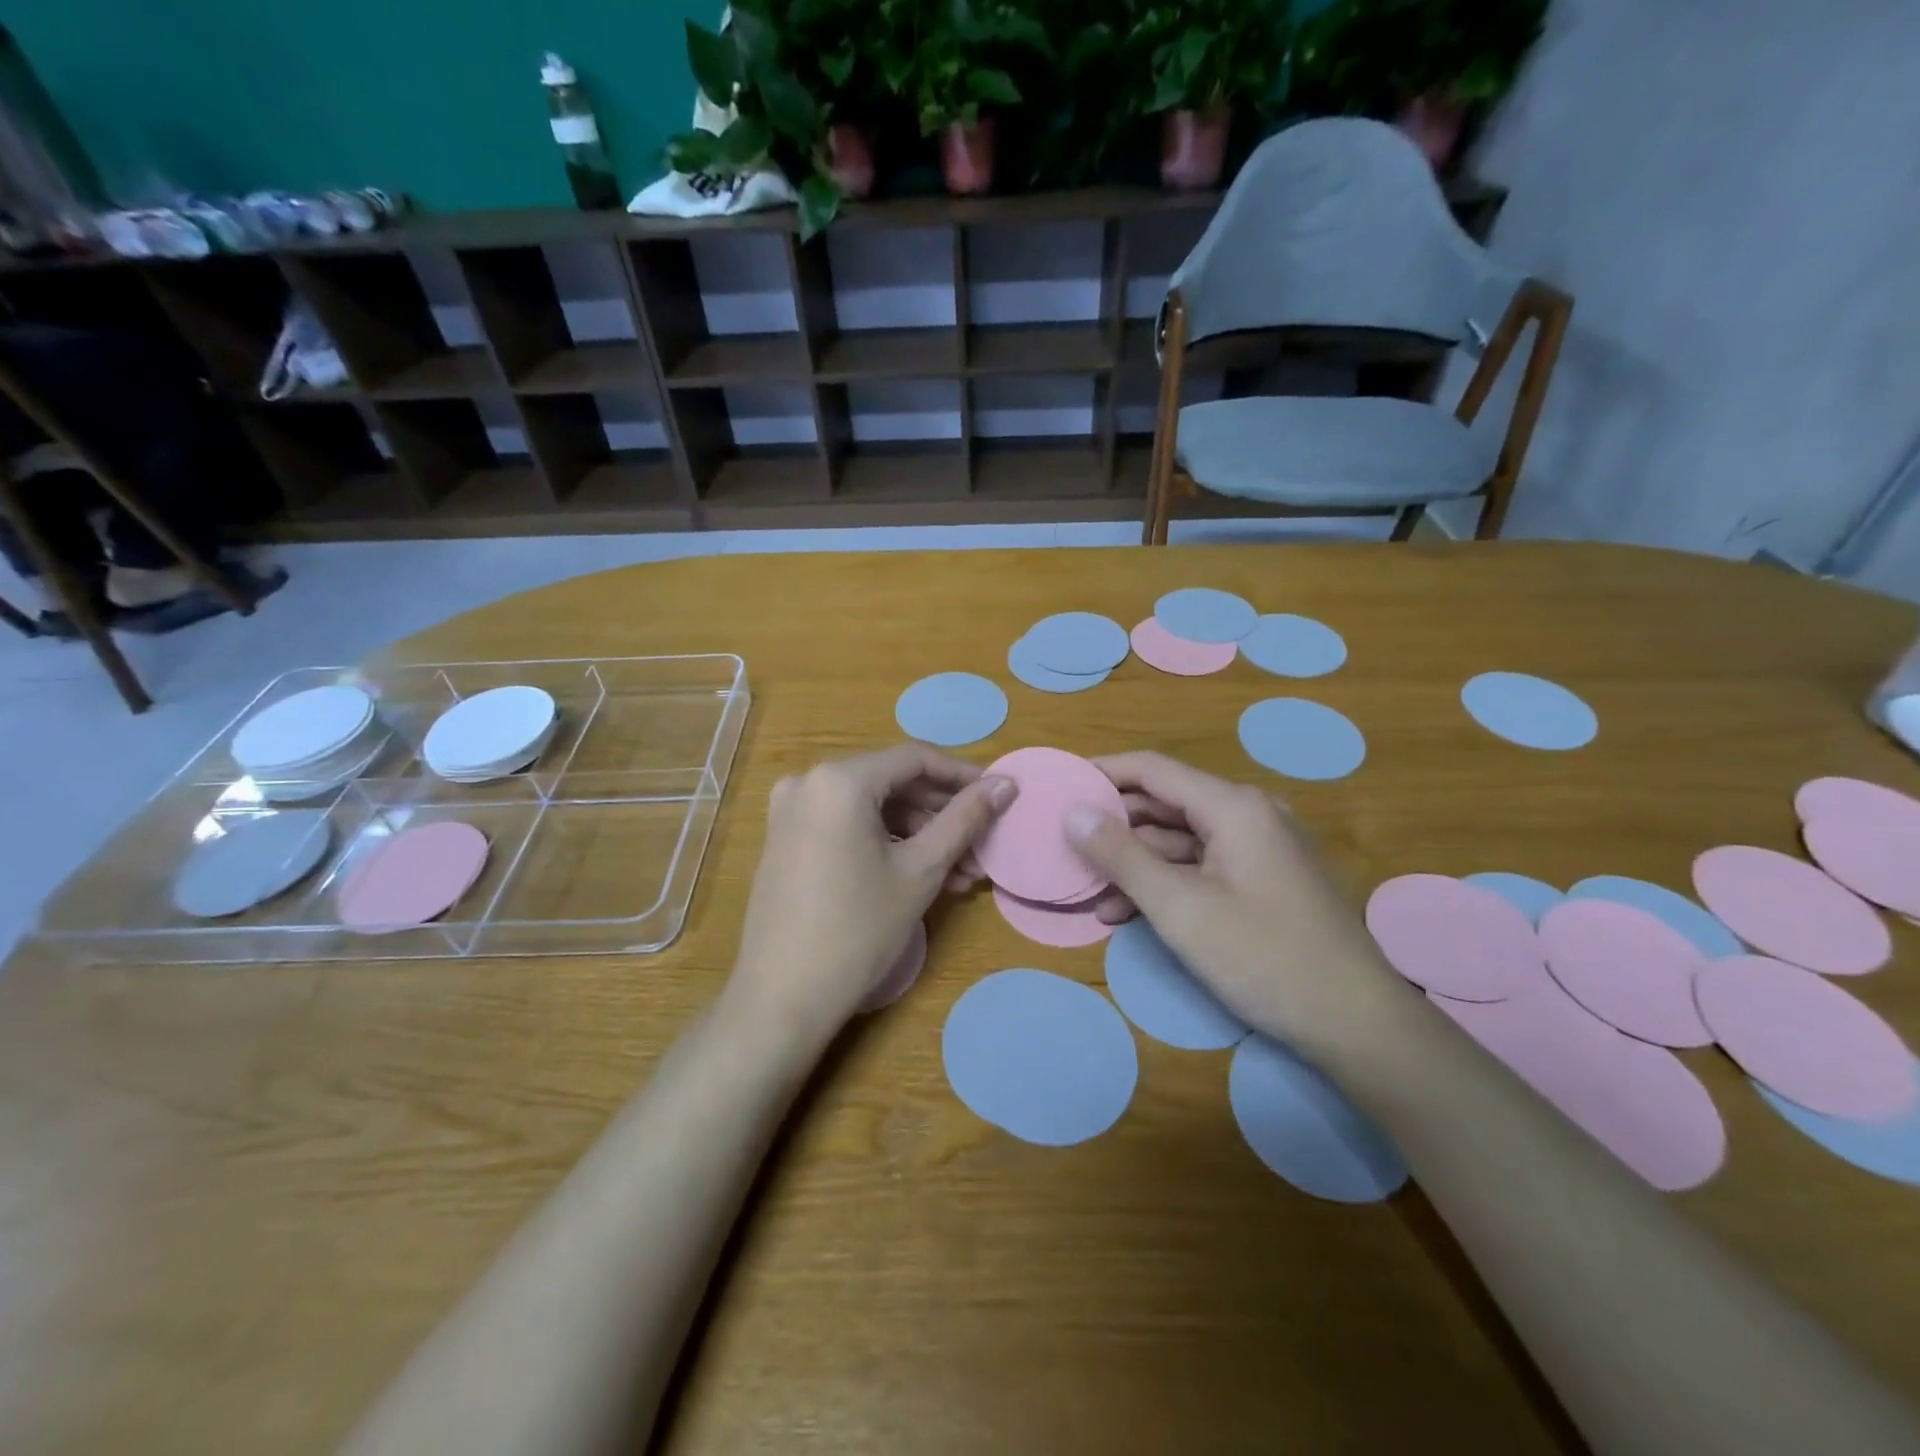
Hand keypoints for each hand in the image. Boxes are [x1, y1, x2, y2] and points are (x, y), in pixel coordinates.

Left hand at [728, 745, 1016, 1043]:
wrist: (781, 998)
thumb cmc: (858, 929)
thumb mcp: (921, 870)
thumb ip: (965, 819)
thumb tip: (1006, 783)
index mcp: (839, 779)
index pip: (915, 759)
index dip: (963, 776)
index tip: (999, 797)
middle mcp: (808, 782)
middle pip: (892, 783)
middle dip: (942, 815)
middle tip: (982, 847)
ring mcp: (791, 812)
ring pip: (872, 809)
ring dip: (919, 835)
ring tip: (962, 874)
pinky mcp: (786, 840)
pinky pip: (847, 826)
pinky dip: (886, 843)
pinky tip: (920, 875)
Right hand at [1068, 752, 1405, 1054]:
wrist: (1357, 1023)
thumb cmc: (1263, 956)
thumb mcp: (1180, 908)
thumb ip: (1121, 856)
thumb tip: (1073, 813)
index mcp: (1232, 806)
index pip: (1152, 769)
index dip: (1102, 773)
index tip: (1058, 787)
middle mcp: (1248, 815)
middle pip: (1165, 804)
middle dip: (1114, 826)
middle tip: (1065, 846)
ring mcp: (1259, 849)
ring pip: (1180, 841)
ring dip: (1135, 864)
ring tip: (1090, 894)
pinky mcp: (1264, 881)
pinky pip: (1202, 867)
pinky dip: (1165, 884)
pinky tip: (1129, 913)